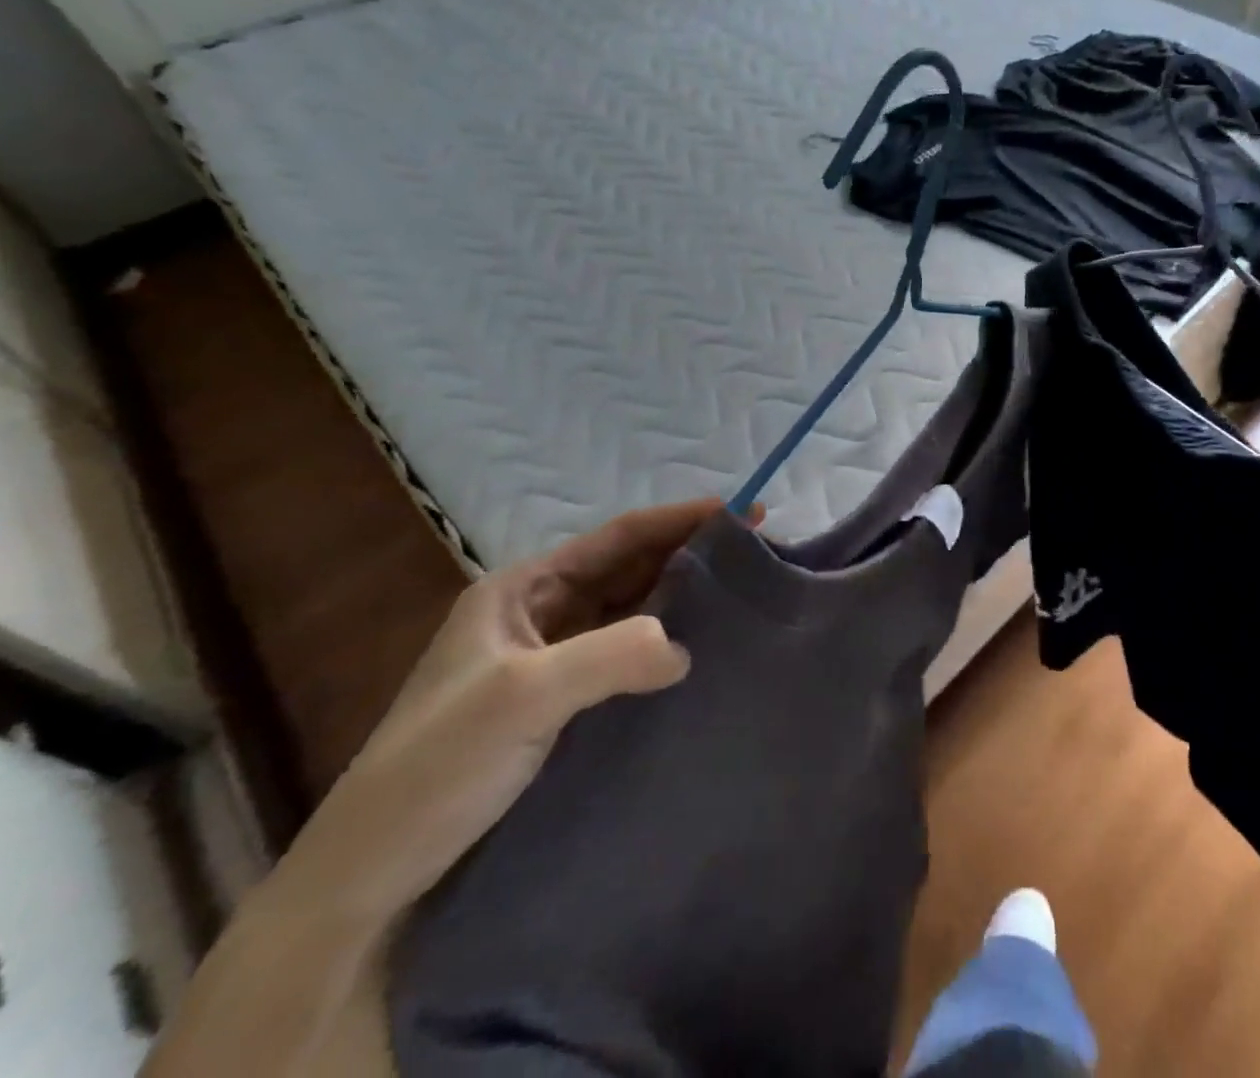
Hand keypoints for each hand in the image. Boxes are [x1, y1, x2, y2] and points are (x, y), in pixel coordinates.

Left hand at [276, 498, 744, 924]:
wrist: (368, 882)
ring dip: (682, 601)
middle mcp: (540, 615)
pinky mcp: (565, 707)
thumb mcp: (520, 698)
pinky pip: (628, 658)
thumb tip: (687, 649)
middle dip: (690, 554)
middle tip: (758, 551)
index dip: (680, 519)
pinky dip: (666, 648)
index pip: (617, 538)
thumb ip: (609, 657)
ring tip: (744, 595)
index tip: (744, 511)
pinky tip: (704, 654)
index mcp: (521, 590)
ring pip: (632, 612)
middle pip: (629, 570)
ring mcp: (552, 662)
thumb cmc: (435, 768)